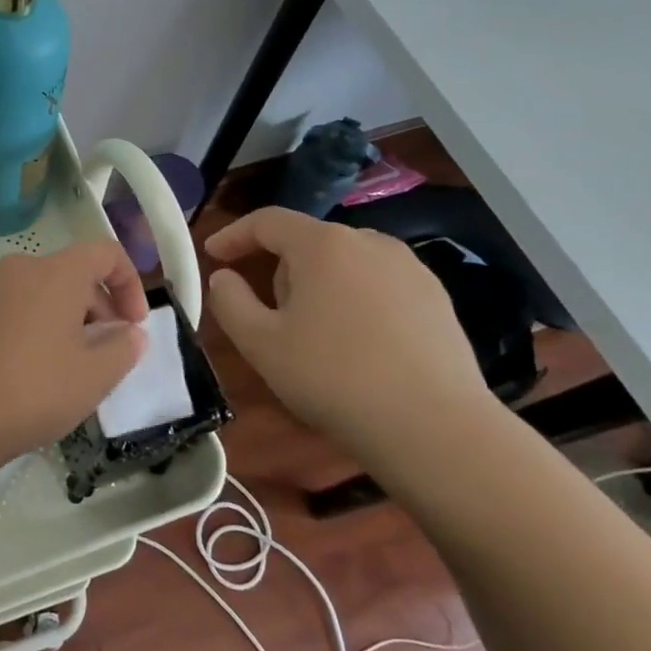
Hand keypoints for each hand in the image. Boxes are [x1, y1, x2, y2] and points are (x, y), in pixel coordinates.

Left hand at [0, 241, 147, 467]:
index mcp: (55, 273)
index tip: (133, 325)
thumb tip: (129, 333)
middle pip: (71, 273)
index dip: (129, 283)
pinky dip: (31, 324)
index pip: (105, 253)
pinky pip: (11, 305)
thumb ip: (124, 348)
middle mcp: (19, 268)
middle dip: (97, 307)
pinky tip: (27, 368)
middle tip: (104, 353)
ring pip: (40, 290)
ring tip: (66, 365)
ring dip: (64, 318)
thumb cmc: (32, 390)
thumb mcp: (94, 376)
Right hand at [204, 207, 493, 454]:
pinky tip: (359, 347)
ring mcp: (411, 270)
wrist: (436, 428)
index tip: (212, 254)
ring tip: (315, 334)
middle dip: (281, 269)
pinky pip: (380, 286)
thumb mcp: (260, 343)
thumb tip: (225, 278)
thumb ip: (229, 301)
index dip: (234, 235)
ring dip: (320, 286)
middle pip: (309, 242)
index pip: (267, 221)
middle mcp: (370, 243)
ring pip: (346, 264)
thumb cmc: (333, 378)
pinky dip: (357, 302)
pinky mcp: (438, 300)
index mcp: (323, 245)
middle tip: (269, 314)